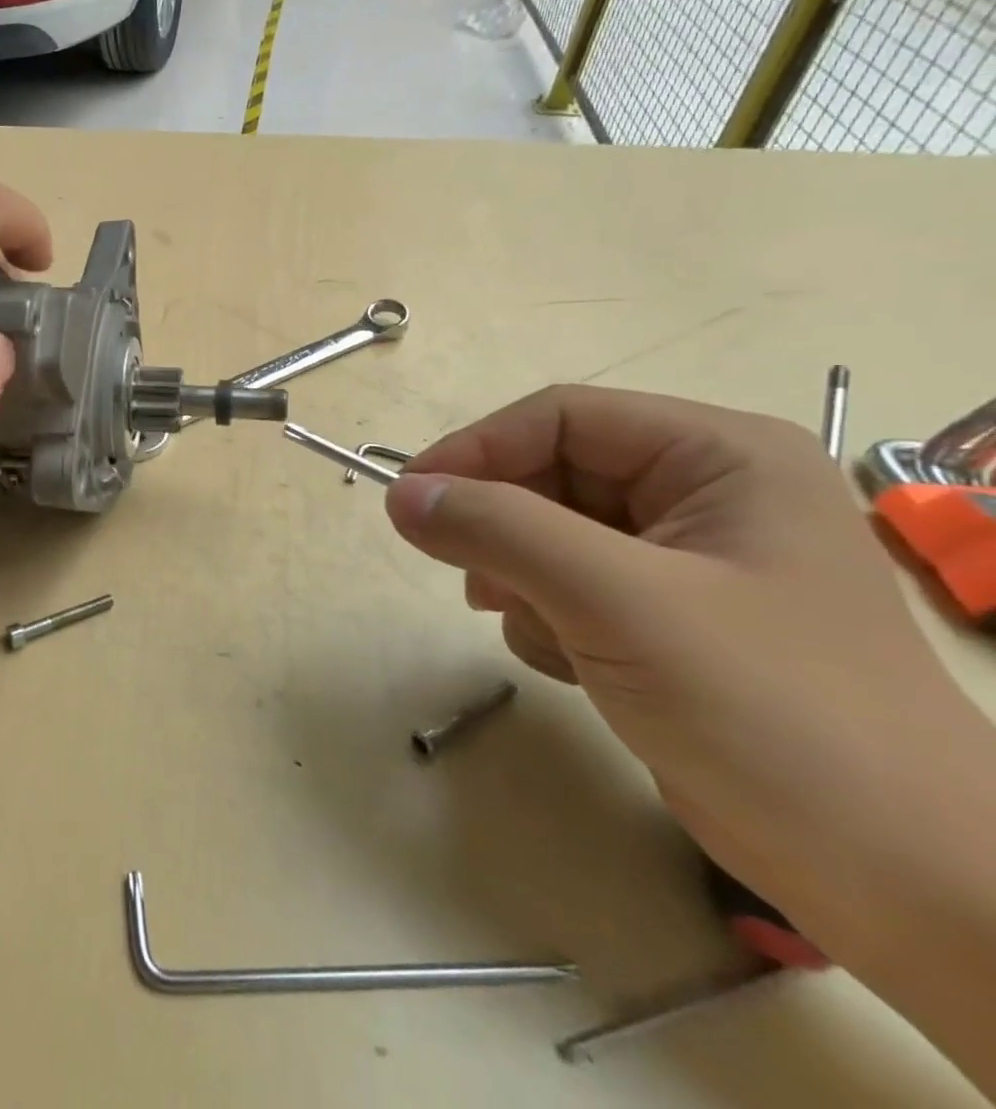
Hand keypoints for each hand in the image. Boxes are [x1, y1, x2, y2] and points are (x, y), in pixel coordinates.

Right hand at [382, 385, 986, 941]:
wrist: (894, 877)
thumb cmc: (768, 710)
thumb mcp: (616, 601)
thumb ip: (498, 530)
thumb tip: (400, 495)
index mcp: (718, 456)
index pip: (559, 417)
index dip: (475, 449)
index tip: (408, 499)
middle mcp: (702, 491)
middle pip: (549, 474)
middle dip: (504, 530)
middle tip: (474, 582)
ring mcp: (684, 556)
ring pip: (545, 532)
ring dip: (520, 579)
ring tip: (541, 633)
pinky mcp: (664, 614)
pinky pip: (564, 583)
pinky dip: (544, 617)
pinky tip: (569, 663)